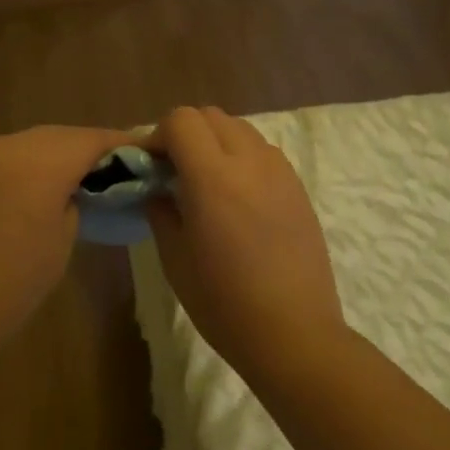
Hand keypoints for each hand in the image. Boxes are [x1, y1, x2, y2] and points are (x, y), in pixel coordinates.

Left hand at [0, 125, 129, 356]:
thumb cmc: (8, 287)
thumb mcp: (61, 244)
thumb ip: (73, 203)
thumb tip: (70, 190)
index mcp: (38, 162)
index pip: (90, 140)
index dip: (118, 144)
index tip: (139, 153)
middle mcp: (2, 146)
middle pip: (54, 137)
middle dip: (80, 149)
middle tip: (102, 170)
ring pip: (18, 146)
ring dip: (41, 159)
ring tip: (55, 184)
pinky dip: (7, 172)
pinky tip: (9, 199)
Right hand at [145, 107, 349, 386]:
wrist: (294, 333)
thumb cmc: (225, 304)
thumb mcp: (175, 261)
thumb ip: (161, 211)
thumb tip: (156, 188)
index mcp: (213, 177)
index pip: (181, 120)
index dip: (158, 135)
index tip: (151, 167)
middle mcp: (249, 161)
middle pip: (210, 116)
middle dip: (185, 134)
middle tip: (174, 172)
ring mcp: (279, 171)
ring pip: (240, 129)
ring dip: (216, 142)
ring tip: (208, 183)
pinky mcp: (298, 186)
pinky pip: (263, 151)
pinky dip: (242, 157)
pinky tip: (238, 198)